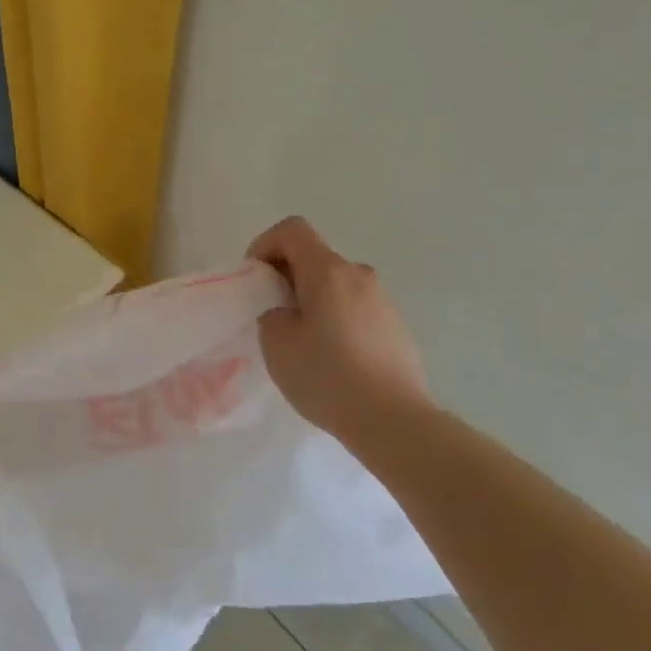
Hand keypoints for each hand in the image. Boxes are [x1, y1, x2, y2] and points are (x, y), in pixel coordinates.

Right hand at [246, 216, 430, 440]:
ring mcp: (382, 300)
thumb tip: (286, 310)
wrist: (393, 420)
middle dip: (286, 276)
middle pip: (314, 257)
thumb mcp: (277, 344)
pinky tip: (332, 359)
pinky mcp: (395, 326)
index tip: (255, 279)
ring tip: (301, 341)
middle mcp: (359, 274)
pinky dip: (335, 318)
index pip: (292, 229)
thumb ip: (271, 313)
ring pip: (335, 284)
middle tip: (271, 314)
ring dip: (312, 299)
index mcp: (327, 271)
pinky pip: (355, 308)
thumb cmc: (327, 376)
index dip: (265, 244)